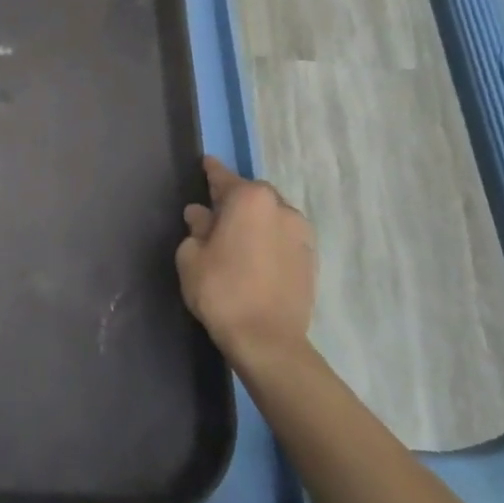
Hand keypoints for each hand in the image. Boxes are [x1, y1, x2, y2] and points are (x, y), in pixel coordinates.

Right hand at [176, 155, 317, 370]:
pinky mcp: (311, 258)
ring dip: (255, 220)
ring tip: (236, 238)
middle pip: (253, 195)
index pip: (225, 177)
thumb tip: (201, 214)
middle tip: (215, 213)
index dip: (212, 172)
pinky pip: (284, 237)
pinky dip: (269, 239)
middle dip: (235, 200)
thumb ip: (196, 229)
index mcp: (250, 200)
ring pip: (272, 216)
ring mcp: (302, 233)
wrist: (267, 339)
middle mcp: (281, 208)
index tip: (206, 163)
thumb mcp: (192, 257)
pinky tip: (255, 256)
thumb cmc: (221, 291)